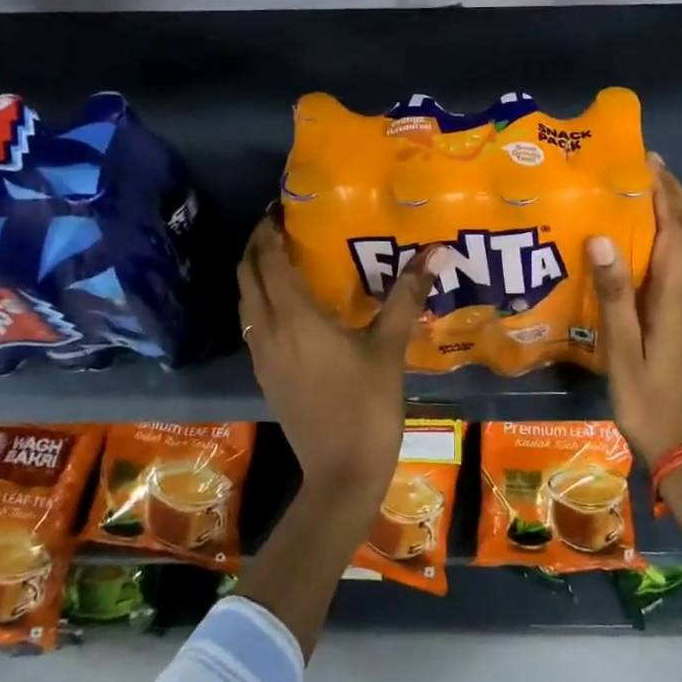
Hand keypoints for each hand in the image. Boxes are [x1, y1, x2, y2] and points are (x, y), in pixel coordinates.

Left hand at [237, 215, 438, 493]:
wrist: (342, 474)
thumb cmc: (368, 406)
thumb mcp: (390, 348)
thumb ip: (407, 296)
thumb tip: (435, 250)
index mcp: (295, 318)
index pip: (269, 260)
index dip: (269, 230)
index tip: (280, 207)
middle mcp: (268, 331)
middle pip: (247, 276)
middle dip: (257, 246)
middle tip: (280, 225)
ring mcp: (262, 357)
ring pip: (246, 302)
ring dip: (255, 273)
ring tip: (282, 256)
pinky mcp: (265, 376)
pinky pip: (253, 325)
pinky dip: (260, 301)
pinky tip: (288, 305)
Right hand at [587, 157, 681, 463]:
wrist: (680, 441)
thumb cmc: (644, 398)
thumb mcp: (621, 350)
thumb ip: (614, 295)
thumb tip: (603, 239)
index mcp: (674, 298)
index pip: (675, 232)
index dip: (663, 194)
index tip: (647, 163)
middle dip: (676, 195)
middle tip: (652, 168)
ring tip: (659, 193)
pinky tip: (667, 239)